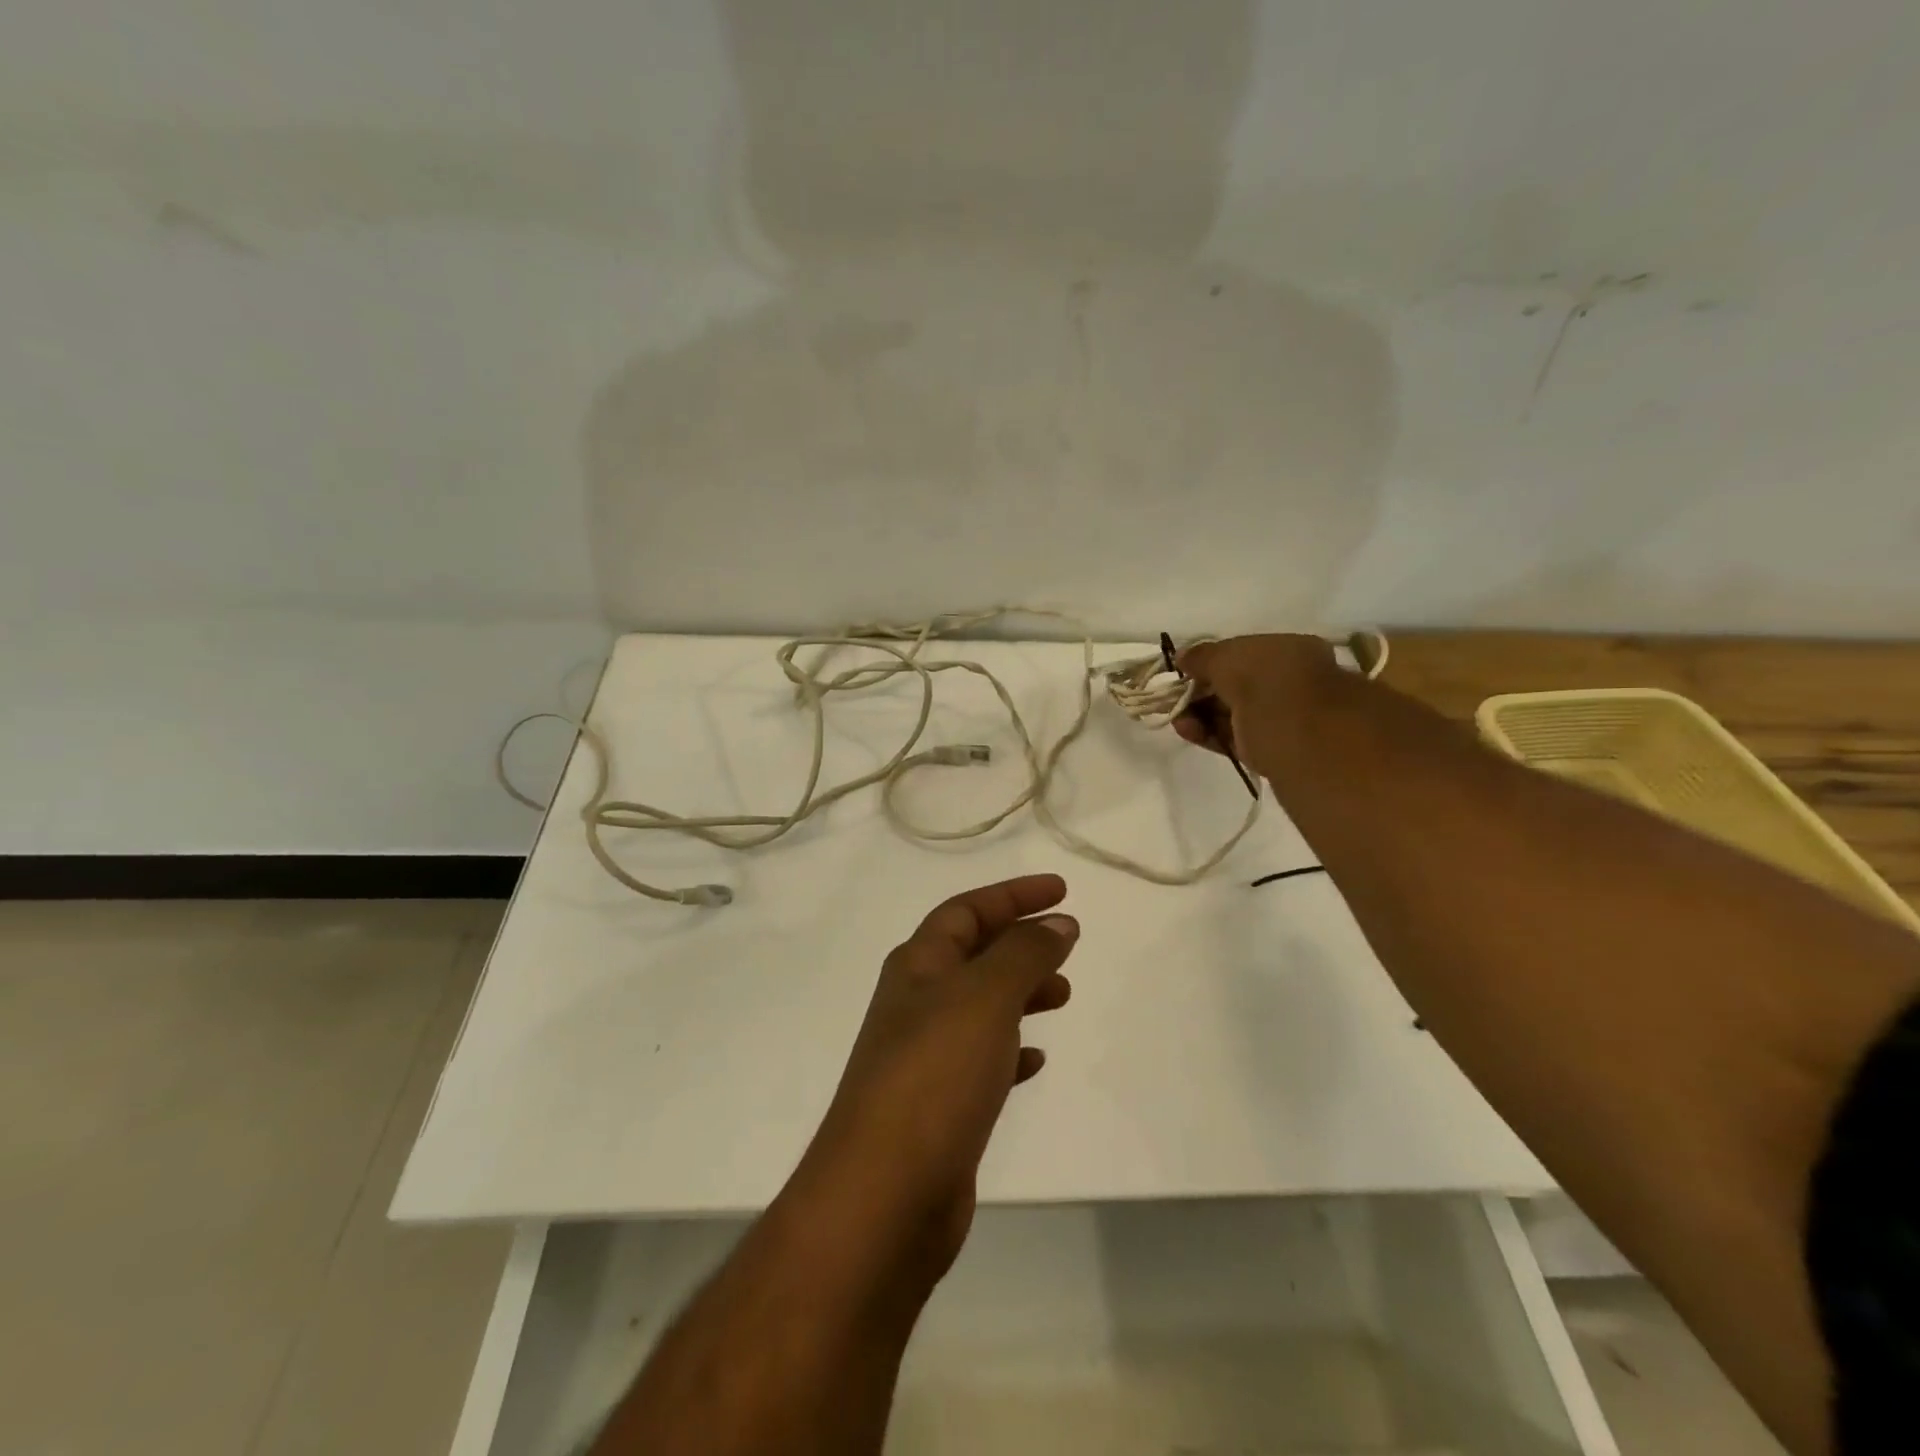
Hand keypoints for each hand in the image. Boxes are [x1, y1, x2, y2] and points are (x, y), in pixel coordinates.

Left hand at [799, 875, 1077, 1282]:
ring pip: (981, 1006)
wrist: (884, 1195)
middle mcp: (917, 1003)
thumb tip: (1058, 923)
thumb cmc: (935, 1075)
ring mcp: (925, 1056)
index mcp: (918, 966)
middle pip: (973, 954)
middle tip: (1068, 944)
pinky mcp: (939, 1105)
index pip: (966, 910)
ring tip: (1063, 995)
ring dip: (1021, 993)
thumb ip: (1024, 954)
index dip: (1013, 895)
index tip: (1061, 891)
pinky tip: (1036, 1059)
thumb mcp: (985, 997)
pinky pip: (982, 1060)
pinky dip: (1011, 1049)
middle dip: (1020, 942)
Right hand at [1173, 634, 1338, 770]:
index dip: (1211, 660)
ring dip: (1202, 713)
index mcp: (1291, 651)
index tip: (1183, 671)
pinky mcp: (1273, 753)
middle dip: (1203, 689)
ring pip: (1234, 713)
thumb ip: (1204, 656)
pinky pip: (1236, 738)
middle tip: (1174, 698)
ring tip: (1176, 718)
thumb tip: (1184, 657)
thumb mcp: (1230, 659)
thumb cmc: (1271, 687)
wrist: (1308, 747)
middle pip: (1237, 684)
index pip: (1244, 651)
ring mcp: (1284, 720)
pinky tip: (1187, 731)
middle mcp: (1291, 683)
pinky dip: (1209, 733)